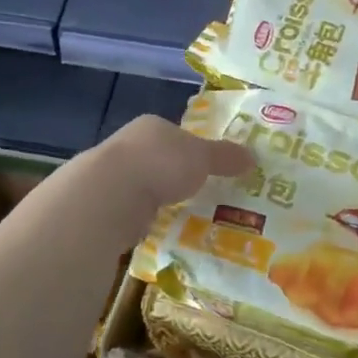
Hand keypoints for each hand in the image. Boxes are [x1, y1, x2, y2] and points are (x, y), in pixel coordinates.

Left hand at [66, 115, 254, 250]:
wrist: (109, 196)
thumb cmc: (161, 164)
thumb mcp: (202, 157)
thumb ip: (225, 156)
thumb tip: (252, 157)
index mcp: (152, 127)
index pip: (177, 134)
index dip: (195, 150)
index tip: (210, 169)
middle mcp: (129, 145)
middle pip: (160, 159)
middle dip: (177, 176)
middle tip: (202, 195)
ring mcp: (113, 176)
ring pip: (145, 186)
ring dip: (160, 199)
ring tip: (185, 216)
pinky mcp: (105, 206)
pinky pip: (134, 212)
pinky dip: (146, 219)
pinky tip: (160, 230)